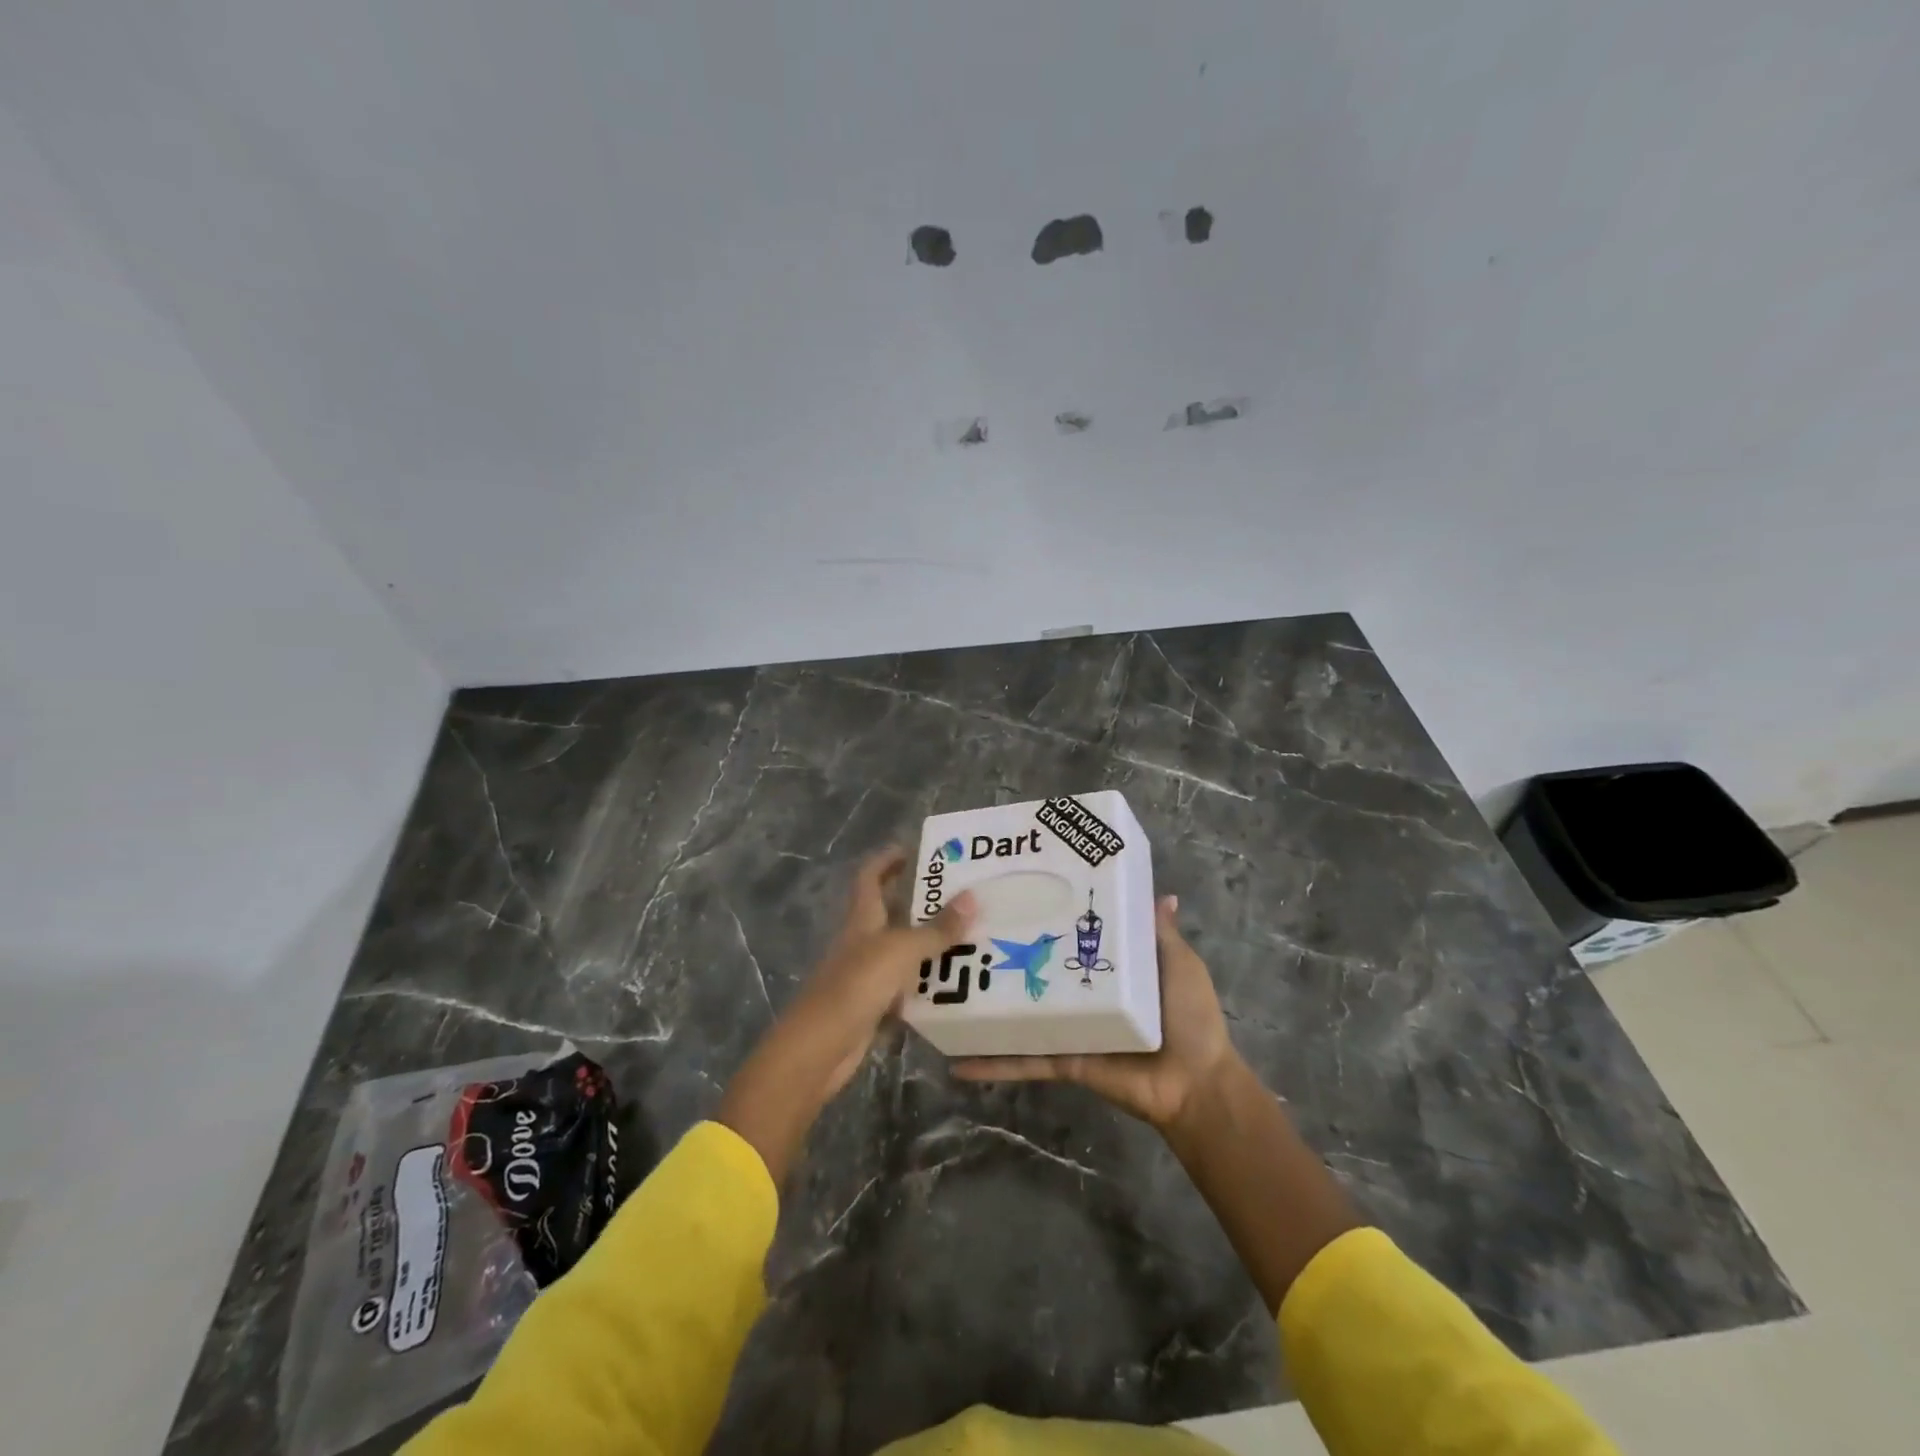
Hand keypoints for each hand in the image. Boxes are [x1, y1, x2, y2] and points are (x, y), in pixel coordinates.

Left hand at [719, 847, 973, 1184]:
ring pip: (902, 949)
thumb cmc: (855, 986)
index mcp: (861, 918)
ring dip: (929, 942)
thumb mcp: (901, 952)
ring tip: (971, 934)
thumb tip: (973, 897)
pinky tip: (956, 983)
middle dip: (920, 900)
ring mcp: (866, 974)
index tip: (917, 849)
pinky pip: (906, 985)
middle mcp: (862, 940)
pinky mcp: (873, 1005)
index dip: (888, 859)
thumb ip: (937, 929)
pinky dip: (927, 982)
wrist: (818, 1049)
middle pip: (889, 911)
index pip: (871, 876)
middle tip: (961, 894)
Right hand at [954, 894, 1238, 1130]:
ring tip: (942, 989)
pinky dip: (991, 1063)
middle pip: (1035, 971)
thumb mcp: (1178, 965)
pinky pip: (1023, 1060)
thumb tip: (1164, 895)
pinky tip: (956, 1060)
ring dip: (985, 1008)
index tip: (1014, 891)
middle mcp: (1080, 995)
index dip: (1045, 915)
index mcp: (1105, 969)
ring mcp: (1067, 1028)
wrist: (1196, 1084)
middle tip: (962, 931)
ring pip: (1018, 1015)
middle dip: (1003, 955)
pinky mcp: (1062, 1060)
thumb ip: (1161, 935)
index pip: (1069, 936)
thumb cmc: (1190, 1017)